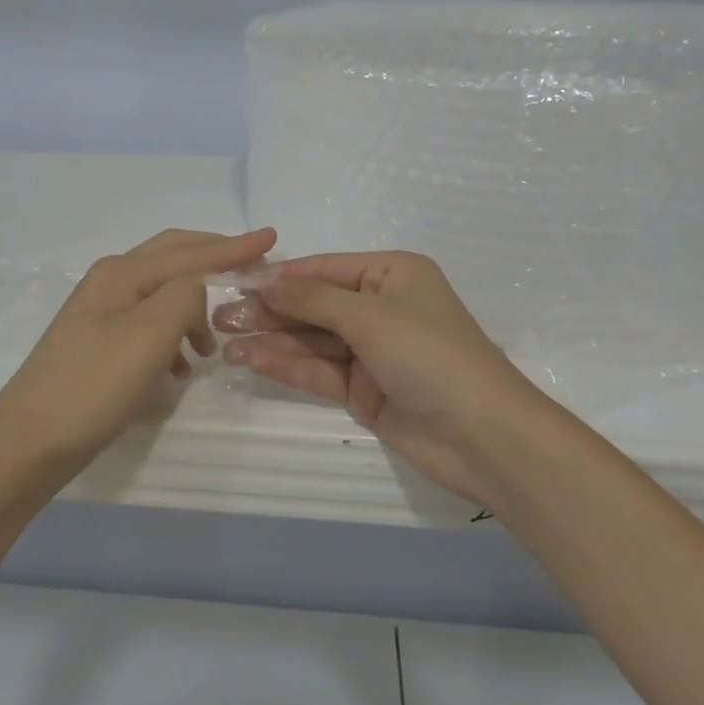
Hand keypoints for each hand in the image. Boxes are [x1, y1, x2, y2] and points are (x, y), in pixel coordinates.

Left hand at [0, 227, 277, 475]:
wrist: (28, 442)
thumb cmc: (93, 385)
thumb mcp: (150, 334)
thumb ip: (184, 296)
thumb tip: (197, 290)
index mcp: (123, 273)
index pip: (190, 251)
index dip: (233, 246)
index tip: (272, 237)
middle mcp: (110, 282)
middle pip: (173, 258)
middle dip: (214, 259)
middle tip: (252, 266)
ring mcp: (100, 313)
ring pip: (162, 294)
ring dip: (194, 308)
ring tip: (215, 342)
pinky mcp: (97, 344)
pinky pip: (148, 325)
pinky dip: (173, 336)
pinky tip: (180, 368)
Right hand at [215, 252, 543, 505]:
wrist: (484, 436)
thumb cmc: (430, 354)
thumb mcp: (369, 316)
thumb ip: (312, 299)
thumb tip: (264, 282)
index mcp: (392, 275)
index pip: (325, 268)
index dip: (281, 276)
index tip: (235, 280)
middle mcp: (381, 308)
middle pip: (314, 305)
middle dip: (270, 310)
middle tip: (220, 316)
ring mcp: (372, 352)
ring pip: (312, 340)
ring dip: (271, 339)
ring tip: (224, 339)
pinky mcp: (365, 391)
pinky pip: (319, 370)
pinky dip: (287, 365)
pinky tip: (252, 358)